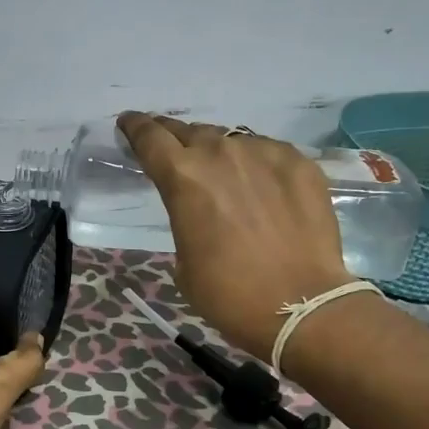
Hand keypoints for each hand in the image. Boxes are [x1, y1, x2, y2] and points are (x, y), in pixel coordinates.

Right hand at [117, 112, 351, 356]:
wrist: (300, 305)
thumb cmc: (228, 294)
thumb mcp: (184, 260)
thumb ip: (184, 218)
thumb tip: (200, 208)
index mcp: (182, 177)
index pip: (149, 137)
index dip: (135, 127)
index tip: (128, 122)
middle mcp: (221, 153)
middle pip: (190, 132)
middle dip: (175, 137)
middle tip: (172, 148)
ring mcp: (264, 153)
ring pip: (231, 140)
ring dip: (219, 152)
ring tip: (222, 171)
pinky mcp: (299, 162)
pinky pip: (268, 152)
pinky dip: (257, 163)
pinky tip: (262, 184)